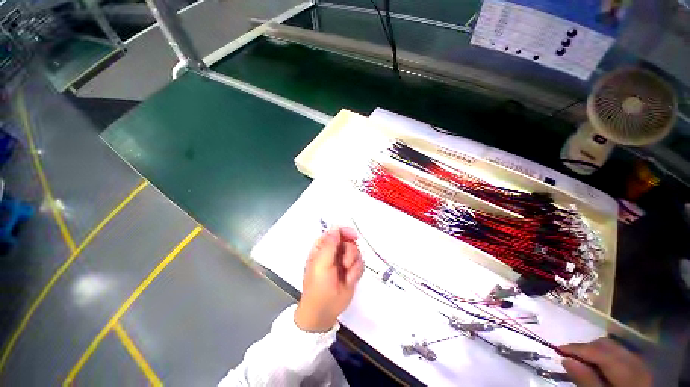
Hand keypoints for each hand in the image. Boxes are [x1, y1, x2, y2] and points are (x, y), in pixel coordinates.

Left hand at [294, 227, 364, 331]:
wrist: (324, 312)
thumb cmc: (319, 287)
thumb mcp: (322, 264)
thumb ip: (330, 245)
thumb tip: (336, 227)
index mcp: (323, 248)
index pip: (335, 232)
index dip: (345, 232)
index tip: (353, 236)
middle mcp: (334, 252)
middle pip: (349, 241)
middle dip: (350, 252)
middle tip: (345, 264)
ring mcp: (343, 261)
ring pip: (356, 252)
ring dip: (353, 264)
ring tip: (346, 276)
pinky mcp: (352, 271)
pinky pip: (361, 264)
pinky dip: (356, 272)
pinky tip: (350, 280)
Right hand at [559, 338, 651, 386]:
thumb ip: (586, 380)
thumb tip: (565, 359)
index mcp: (627, 371)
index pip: (599, 352)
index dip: (577, 348)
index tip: (557, 348)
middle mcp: (635, 361)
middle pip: (607, 345)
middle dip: (586, 348)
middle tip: (570, 356)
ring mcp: (639, 362)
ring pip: (613, 346)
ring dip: (594, 350)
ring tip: (583, 361)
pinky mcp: (639, 366)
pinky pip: (619, 353)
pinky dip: (605, 355)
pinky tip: (599, 365)